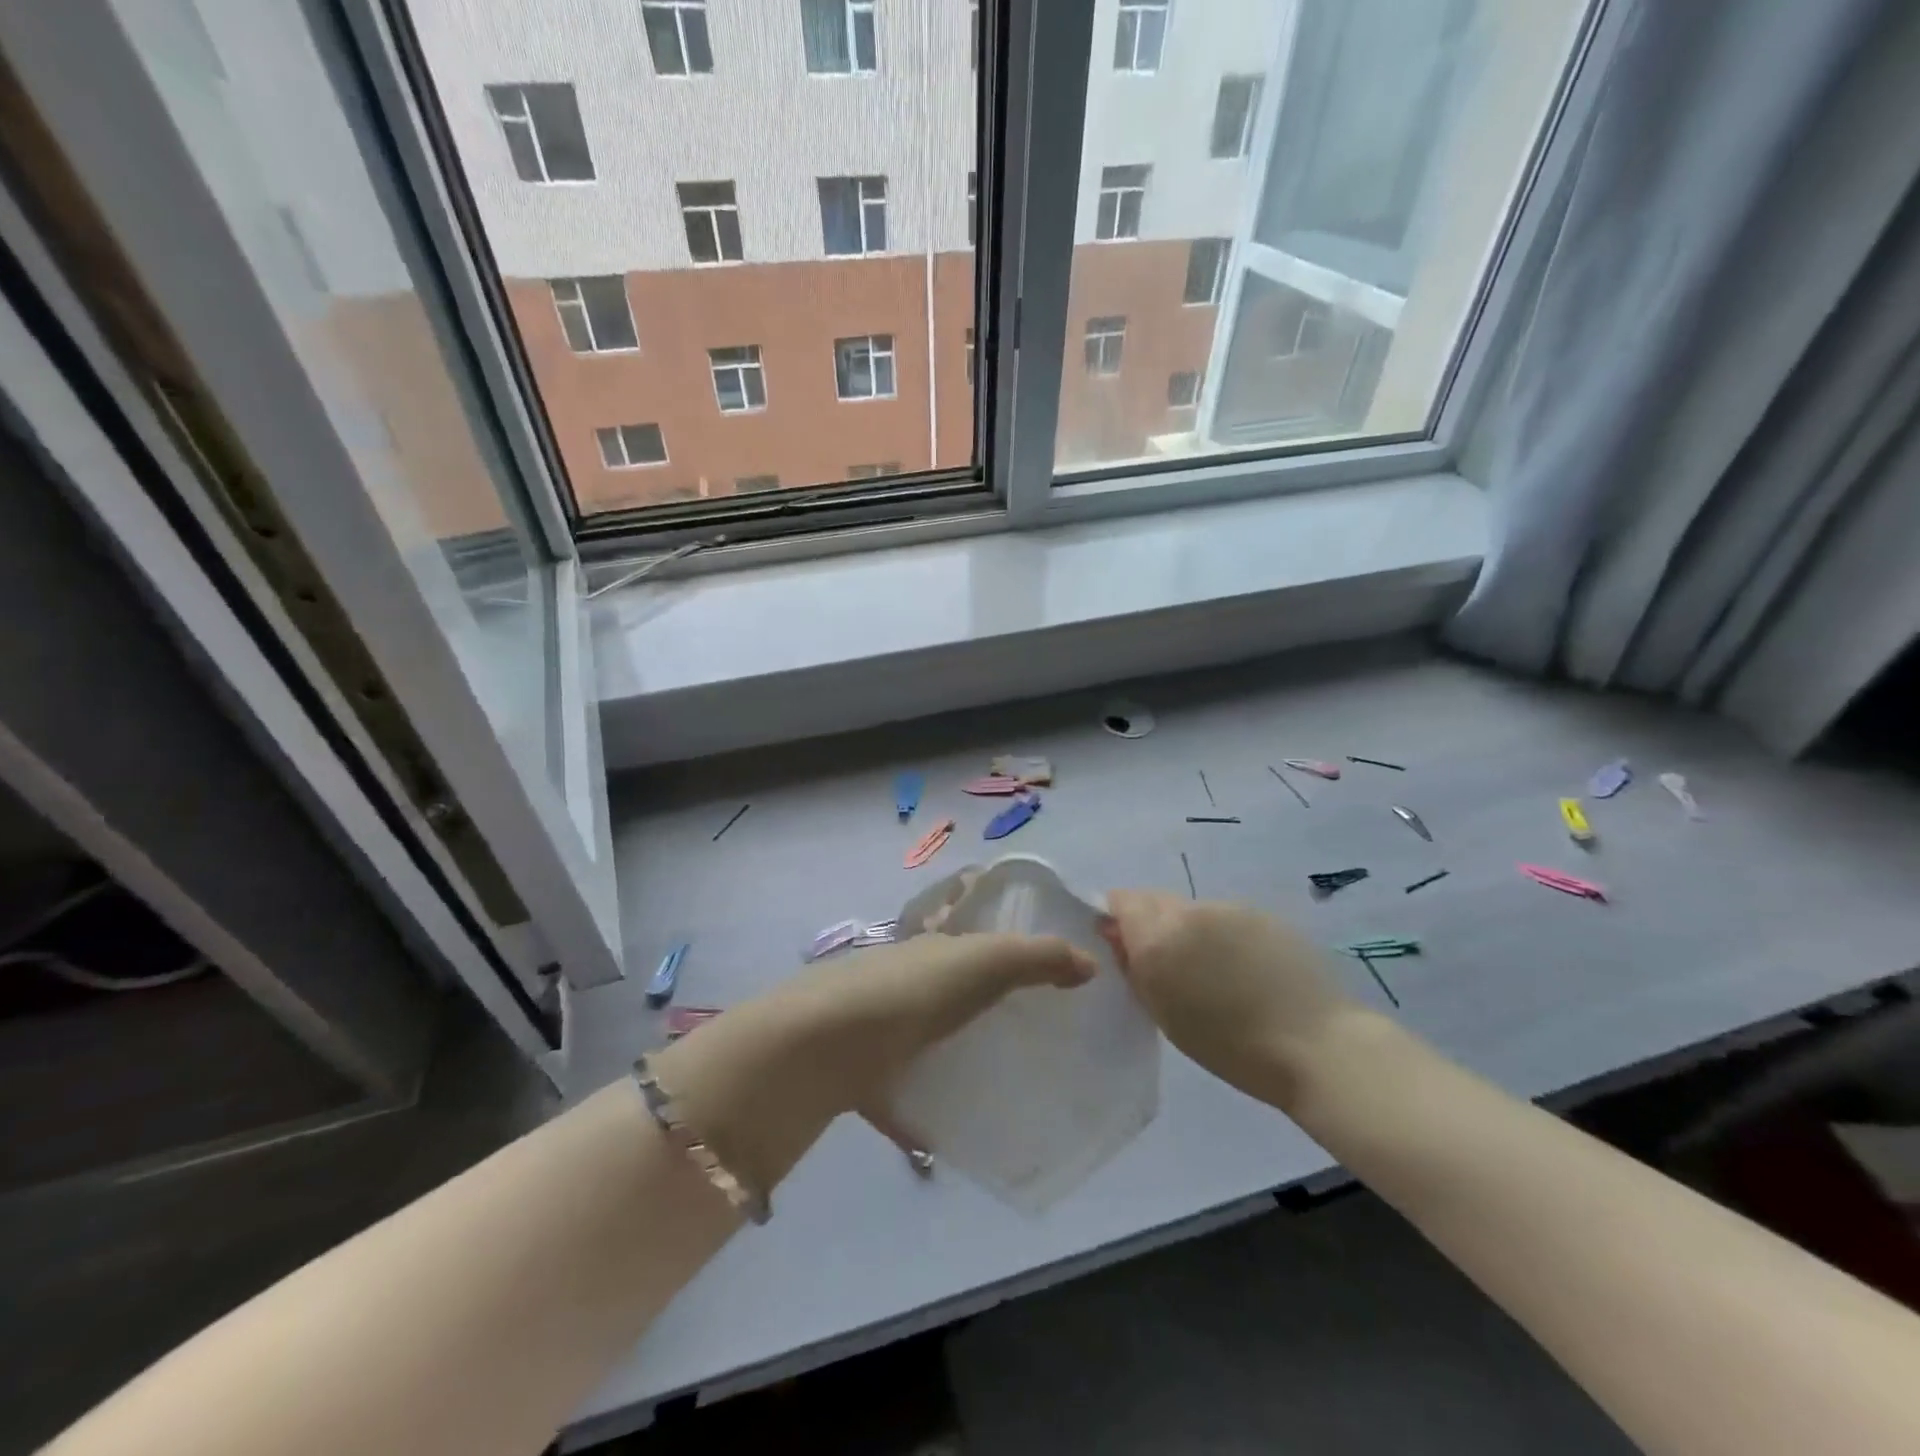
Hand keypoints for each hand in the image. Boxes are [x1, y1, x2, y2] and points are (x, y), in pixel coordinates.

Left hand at [649, 933, 1093, 1195]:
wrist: (821, 1045)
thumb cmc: (909, 992)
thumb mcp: (981, 962)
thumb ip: (1036, 958)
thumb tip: (1089, 963)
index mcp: (929, 948)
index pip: (968, 930)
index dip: (1001, 939)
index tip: (1039, 969)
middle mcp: (901, 980)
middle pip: (946, 985)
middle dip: (981, 1002)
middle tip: (1031, 1034)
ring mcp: (876, 1028)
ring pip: (922, 1037)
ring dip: (951, 1054)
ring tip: (1000, 1084)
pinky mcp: (860, 1075)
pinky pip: (900, 1091)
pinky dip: (921, 1109)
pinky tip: (947, 1135)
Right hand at [1100, 890, 1364, 1107]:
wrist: (1318, 1046)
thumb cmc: (1231, 1047)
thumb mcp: (1165, 1015)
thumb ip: (1135, 968)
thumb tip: (1116, 935)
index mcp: (1158, 938)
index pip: (1122, 901)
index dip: (1117, 918)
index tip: (1124, 945)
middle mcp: (1189, 911)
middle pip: (1154, 899)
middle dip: (1150, 923)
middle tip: (1167, 964)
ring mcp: (1229, 908)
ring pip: (1191, 908)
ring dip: (1188, 929)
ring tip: (1212, 970)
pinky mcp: (1263, 913)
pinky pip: (1225, 916)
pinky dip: (1222, 934)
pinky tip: (1243, 967)